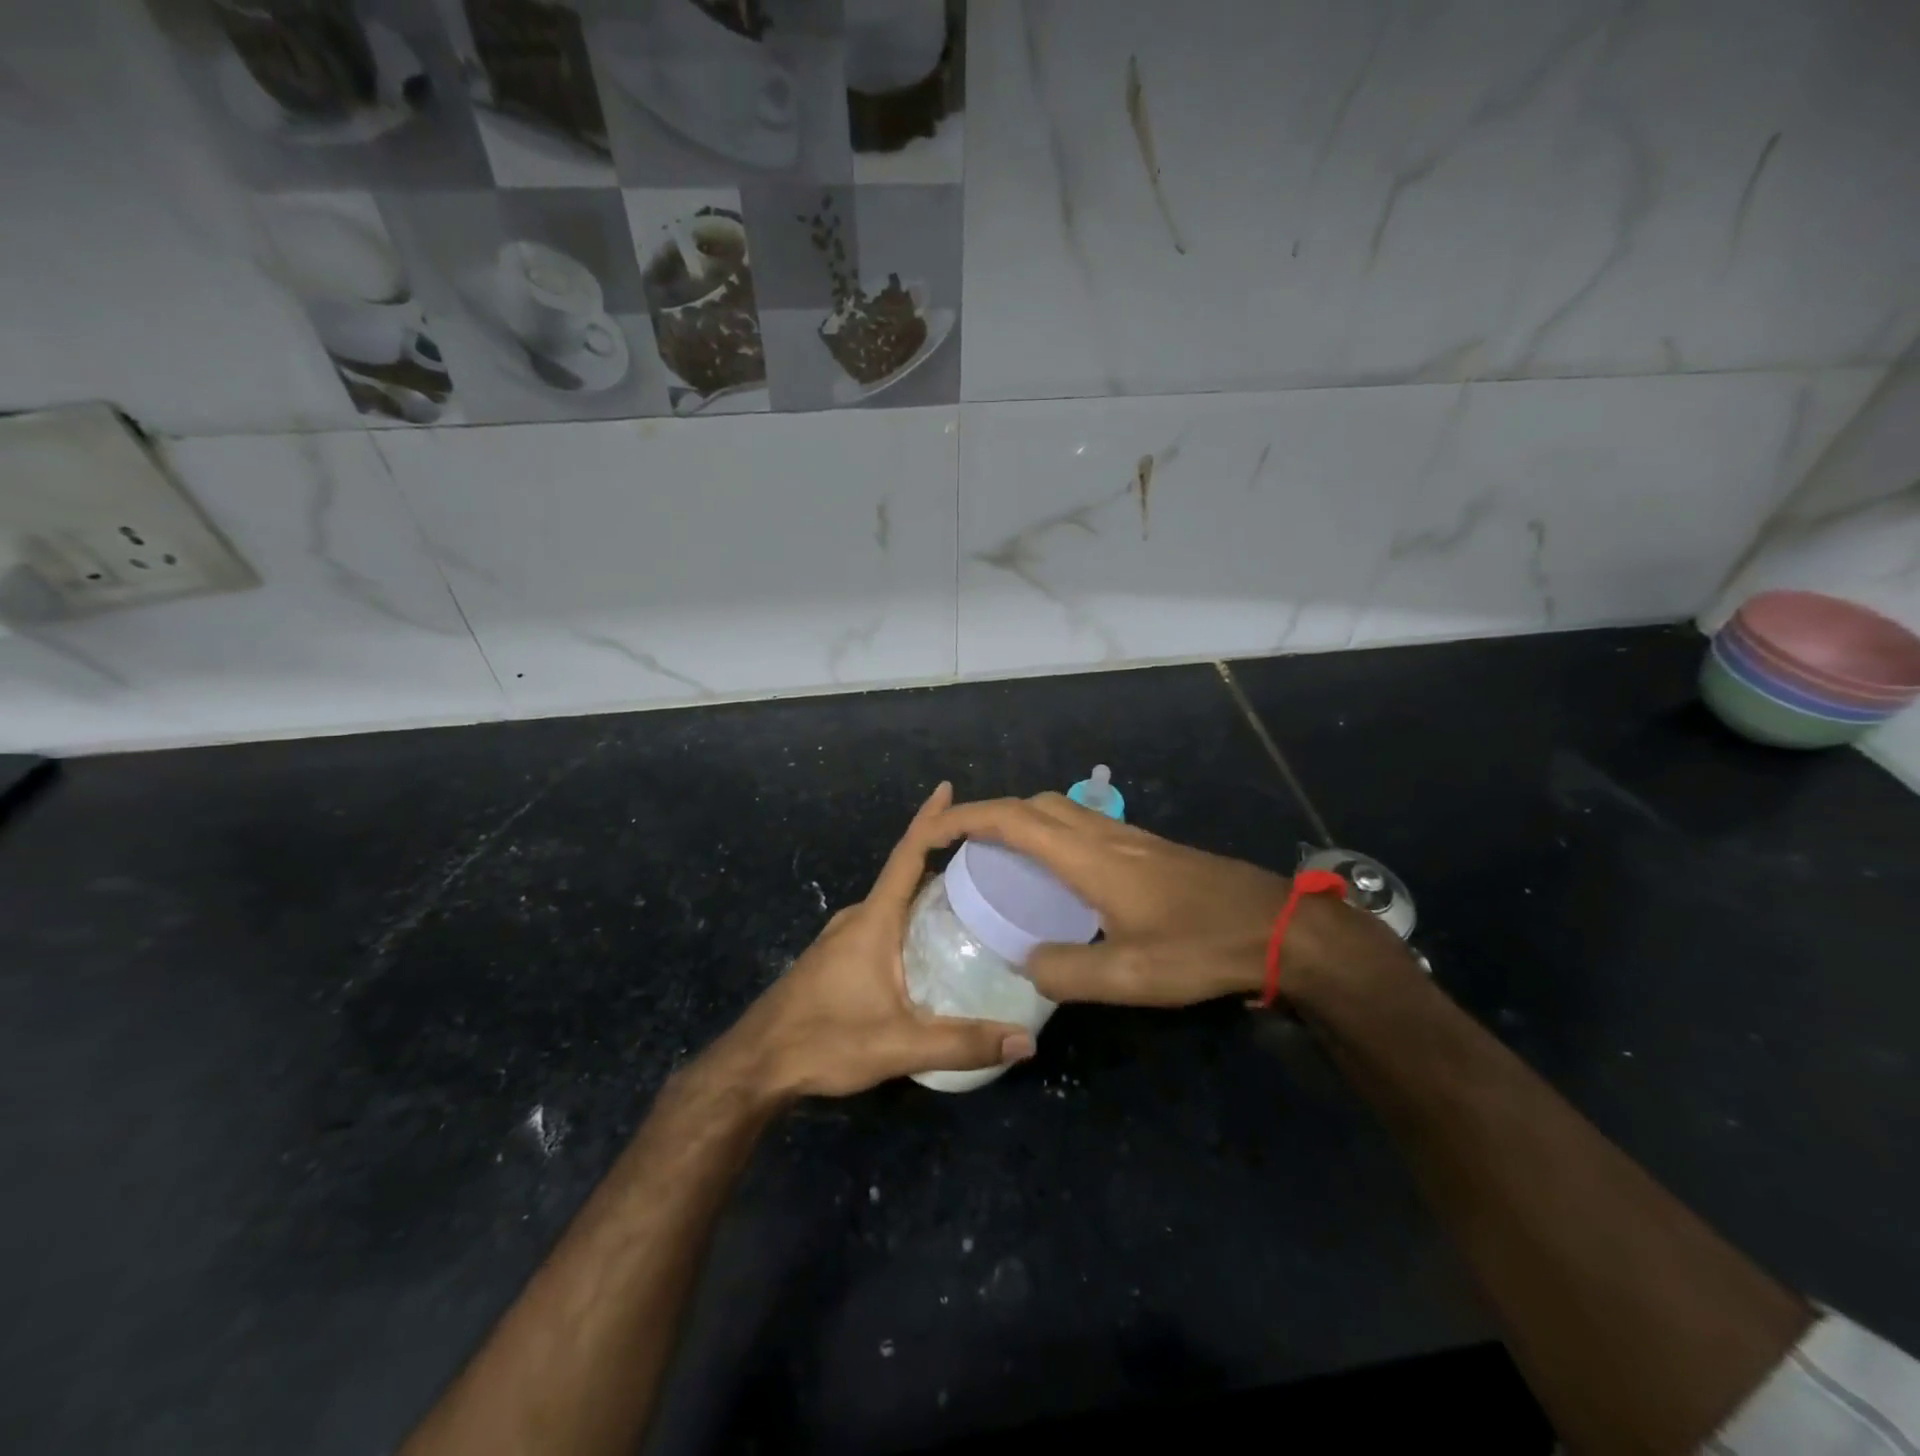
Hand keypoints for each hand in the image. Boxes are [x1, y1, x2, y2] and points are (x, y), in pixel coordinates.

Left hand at [712, 783, 1035, 1099]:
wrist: (756, 1064)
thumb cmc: (824, 1041)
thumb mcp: (898, 1045)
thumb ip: (962, 1043)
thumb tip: (1026, 1042)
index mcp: (873, 920)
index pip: (907, 855)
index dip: (930, 820)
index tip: (948, 788)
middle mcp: (857, 918)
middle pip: (904, 875)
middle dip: (940, 857)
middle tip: (987, 857)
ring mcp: (842, 937)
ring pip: (892, 902)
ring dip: (925, 891)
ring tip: (970, 897)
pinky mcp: (836, 957)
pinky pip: (882, 922)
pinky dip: (909, 916)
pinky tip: (929, 942)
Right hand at [930, 792, 1391, 1007]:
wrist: (1276, 927)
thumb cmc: (1199, 948)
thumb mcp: (1128, 976)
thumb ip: (1065, 971)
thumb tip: (1026, 962)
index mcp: (1088, 857)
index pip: (1013, 821)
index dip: (967, 818)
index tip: (934, 830)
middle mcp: (1103, 836)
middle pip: (1035, 805)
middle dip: (991, 816)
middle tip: (966, 850)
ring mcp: (1129, 838)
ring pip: (1061, 811)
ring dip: (1024, 822)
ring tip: (1004, 861)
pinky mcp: (1149, 849)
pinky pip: (1083, 827)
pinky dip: (1053, 835)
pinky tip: (1060, 876)